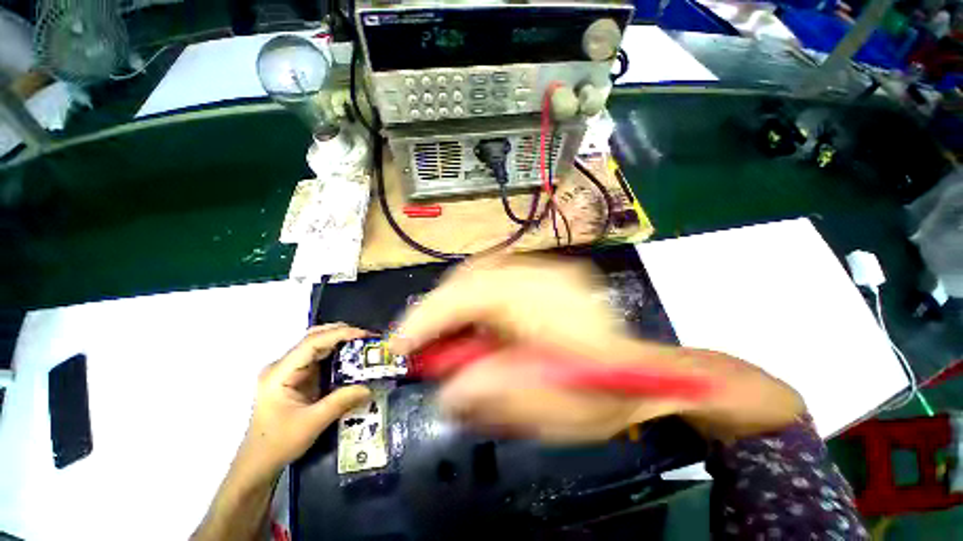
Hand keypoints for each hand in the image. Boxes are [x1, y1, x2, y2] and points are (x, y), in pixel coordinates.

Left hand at [240, 324, 371, 478]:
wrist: (258, 463)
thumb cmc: (278, 444)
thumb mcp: (311, 424)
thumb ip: (340, 402)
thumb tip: (369, 388)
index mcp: (279, 373)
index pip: (311, 343)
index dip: (339, 334)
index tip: (364, 335)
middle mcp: (283, 366)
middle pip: (313, 338)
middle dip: (341, 333)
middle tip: (366, 336)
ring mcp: (289, 371)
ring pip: (317, 346)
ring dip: (340, 342)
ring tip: (363, 343)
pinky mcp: (296, 378)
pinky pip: (319, 359)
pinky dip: (336, 354)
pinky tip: (351, 357)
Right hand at [389, 256, 804, 442]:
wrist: (643, 378)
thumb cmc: (601, 395)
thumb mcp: (542, 406)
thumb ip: (486, 392)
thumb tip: (445, 387)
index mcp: (542, 299)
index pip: (466, 295)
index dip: (425, 319)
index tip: (398, 345)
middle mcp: (542, 272)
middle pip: (470, 276)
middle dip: (439, 309)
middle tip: (424, 343)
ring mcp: (546, 269)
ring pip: (480, 273)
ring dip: (456, 303)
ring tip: (449, 336)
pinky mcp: (546, 276)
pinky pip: (496, 277)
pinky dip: (476, 299)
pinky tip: (477, 323)